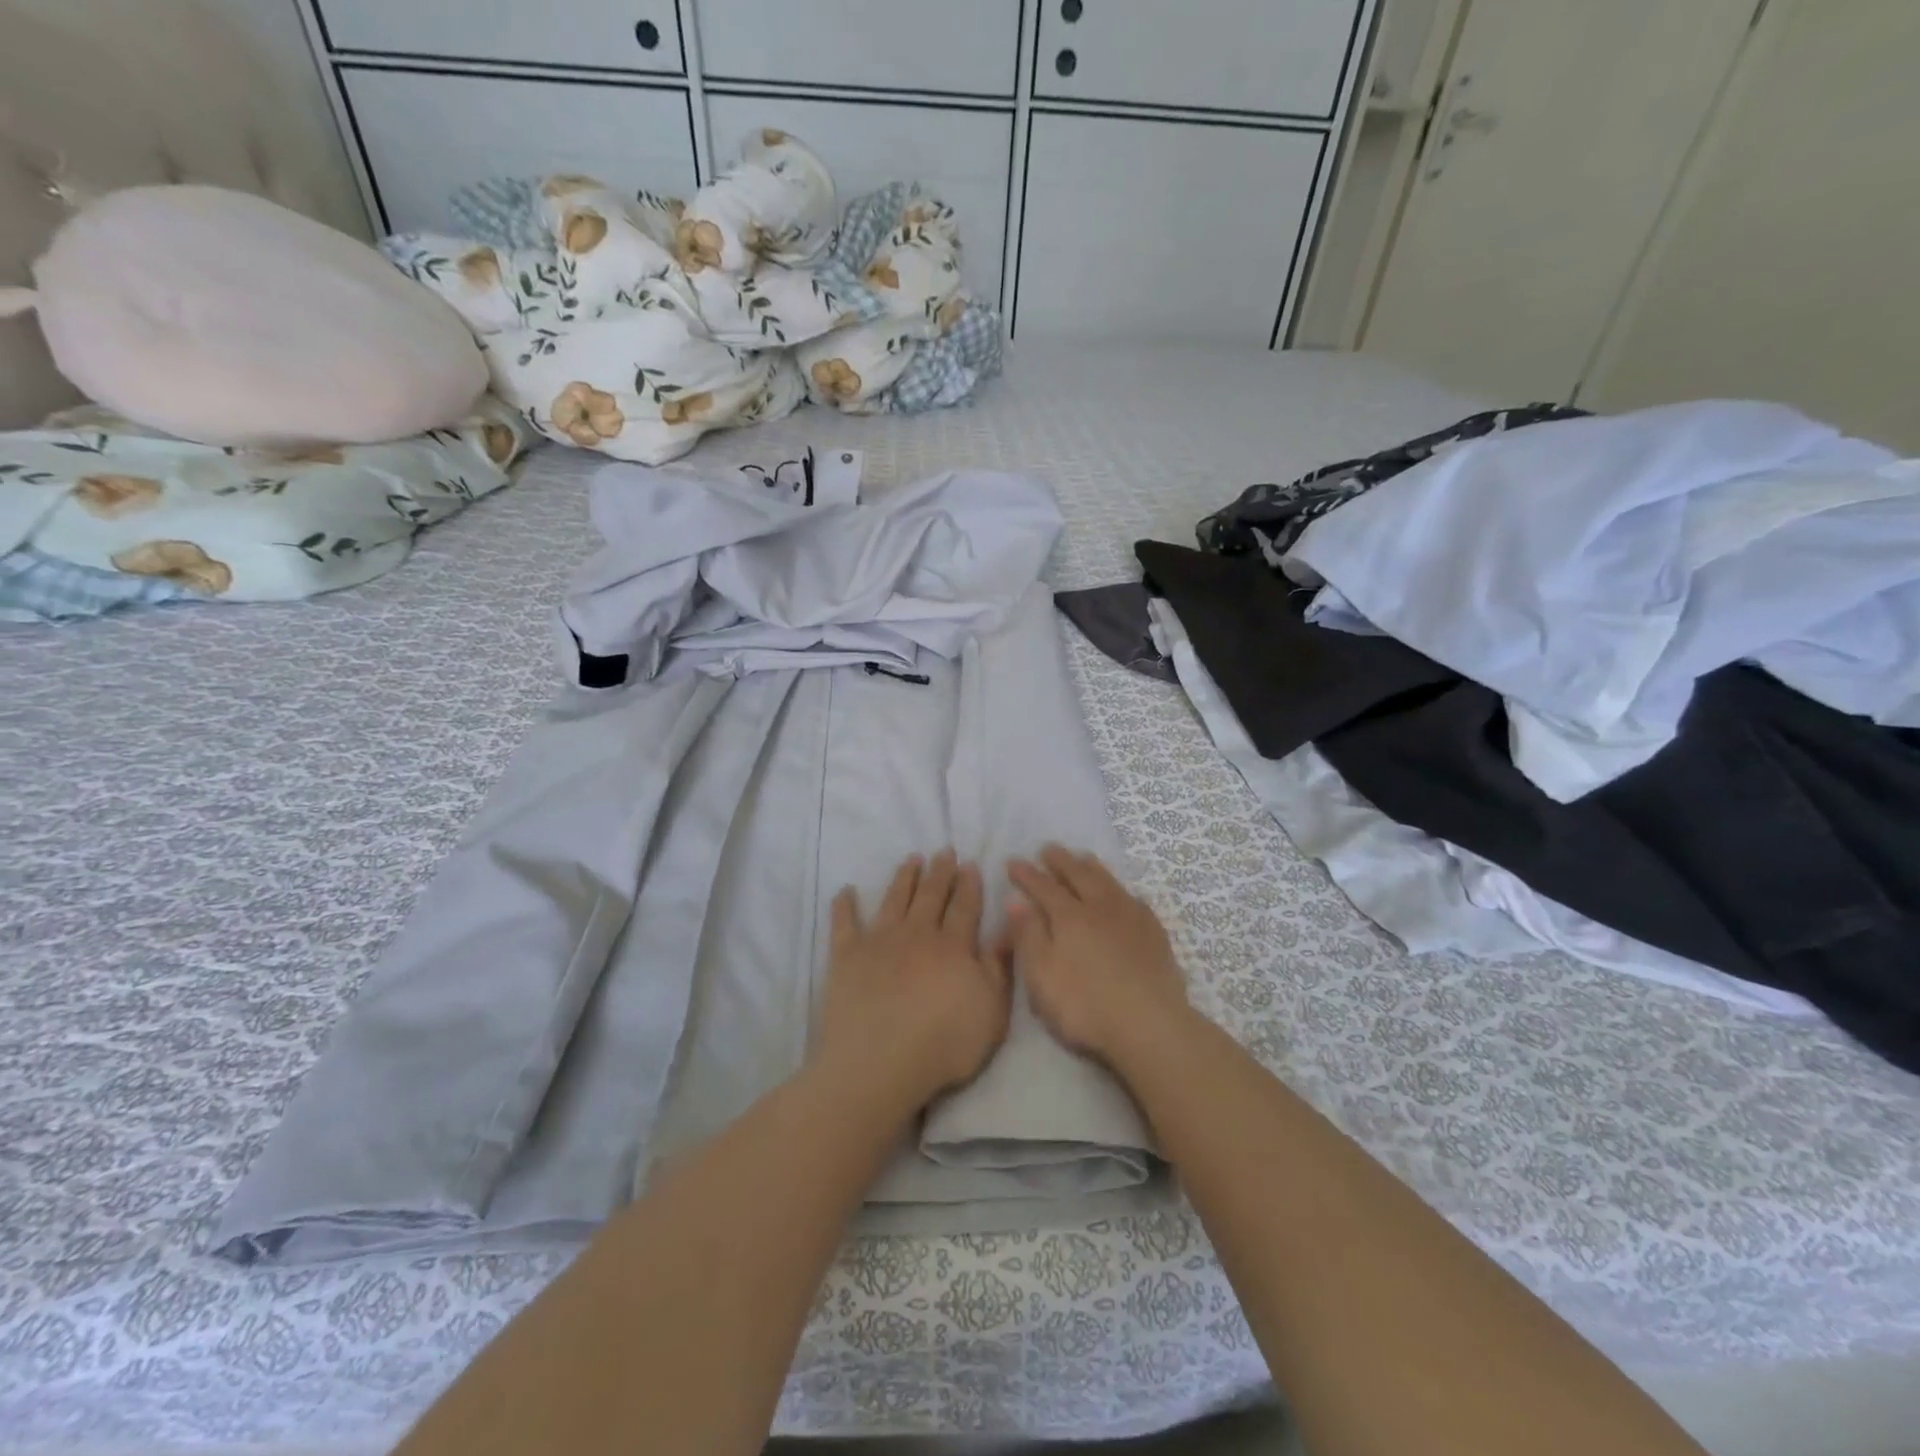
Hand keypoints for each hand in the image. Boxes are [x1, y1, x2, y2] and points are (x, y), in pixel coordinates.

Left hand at [814, 850, 1011, 1115]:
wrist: (879, 1063)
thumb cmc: (944, 1044)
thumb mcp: (992, 1011)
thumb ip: (999, 967)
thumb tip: (1007, 927)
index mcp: (953, 946)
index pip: (964, 907)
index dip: (968, 884)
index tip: (969, 863)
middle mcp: (917, 934)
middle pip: (931, 896)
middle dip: (940, 872)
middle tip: (944, 851)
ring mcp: (879, 942)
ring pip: (895, 899)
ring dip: (904, 878)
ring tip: (912, 859)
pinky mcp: (846, 956)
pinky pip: (844, 924)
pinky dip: (844, 906)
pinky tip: (846, 891)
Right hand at [1006, 845, 1188, 1067]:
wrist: (1149, 1025)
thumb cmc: (1085, 1005)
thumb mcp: (1042, 975)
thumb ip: (1028, 935)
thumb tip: (1015, 899)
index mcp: (1069, 917)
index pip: (1043, 886)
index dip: (1027, 874)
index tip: (1013, 861)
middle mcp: (1099, 907)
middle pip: (1078, 875)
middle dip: (1060, 861)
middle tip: (1048, 848)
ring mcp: (1131, 917)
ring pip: (1108, 882)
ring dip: (1092, 867)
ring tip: (1083, 858)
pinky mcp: (1154, 933)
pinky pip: (1134, 899)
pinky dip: (1122, 890)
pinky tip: (1123, 895)